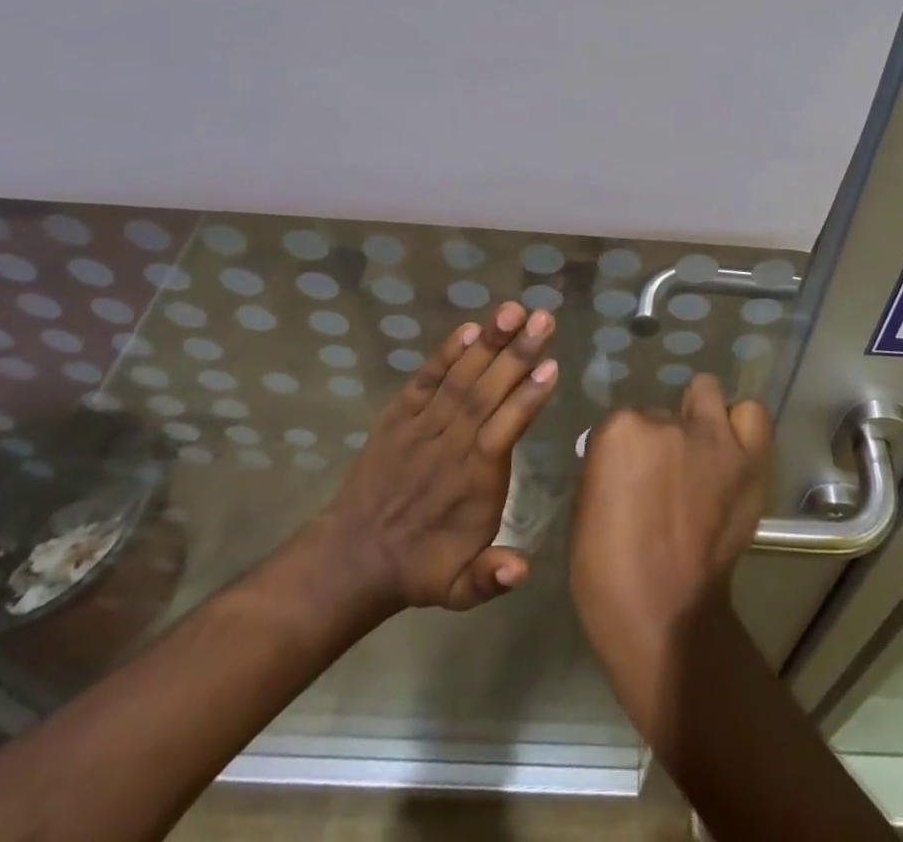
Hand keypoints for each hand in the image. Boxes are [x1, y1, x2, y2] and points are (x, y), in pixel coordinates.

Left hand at [290, 303, 558, 613]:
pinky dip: (445, 353)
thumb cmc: (419, 568)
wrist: (351, 556)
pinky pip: (424, 380)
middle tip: (544, 319)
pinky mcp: (398, 416)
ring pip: (458, 379)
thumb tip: (523, 570)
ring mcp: (420, 427)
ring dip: (488, 343)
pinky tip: (469, 328)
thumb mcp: (457, 591)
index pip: (501, 434)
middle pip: (484, 394)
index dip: (525, 400)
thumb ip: (489, 578)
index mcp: (469, 486)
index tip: (551, 366)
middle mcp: (448, 448)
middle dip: (517, 354)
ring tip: (513, 310)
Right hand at [569, 375, 772, 686]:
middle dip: (663, 434)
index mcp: (620, 431)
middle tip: (666, 470)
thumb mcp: (586, 506)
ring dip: (703, 417)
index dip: (626, 451)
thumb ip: (607, 467)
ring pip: (708, 395)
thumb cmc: (608, 573)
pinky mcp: (747, 460)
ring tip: (702, 449)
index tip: (629, 477)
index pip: (623, 420)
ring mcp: (712, 439)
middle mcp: (667, 422)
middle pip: (664, 410)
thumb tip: (623, 459)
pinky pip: (751, 417)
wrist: (666, 618)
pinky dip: (741, 428)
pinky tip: (732, 451)